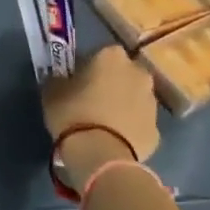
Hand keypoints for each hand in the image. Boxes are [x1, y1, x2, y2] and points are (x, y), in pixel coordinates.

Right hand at [42, 45, 160, 190]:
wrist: (102, 155)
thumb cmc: (73, 114)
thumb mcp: (52, 91)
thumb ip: (59, 79)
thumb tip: (61, 79)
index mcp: (112, 56)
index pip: (99, 53)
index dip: (87, 66)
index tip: (76, 80)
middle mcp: (138, 73)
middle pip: (123, 73)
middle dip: (111, 82)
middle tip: (90, 99)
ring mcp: (152, 102)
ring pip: (134, 97)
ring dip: (122, 104)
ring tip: (102, 122)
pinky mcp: (157, 131)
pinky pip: (139, 123)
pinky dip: (129, 128)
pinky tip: (113, 140)